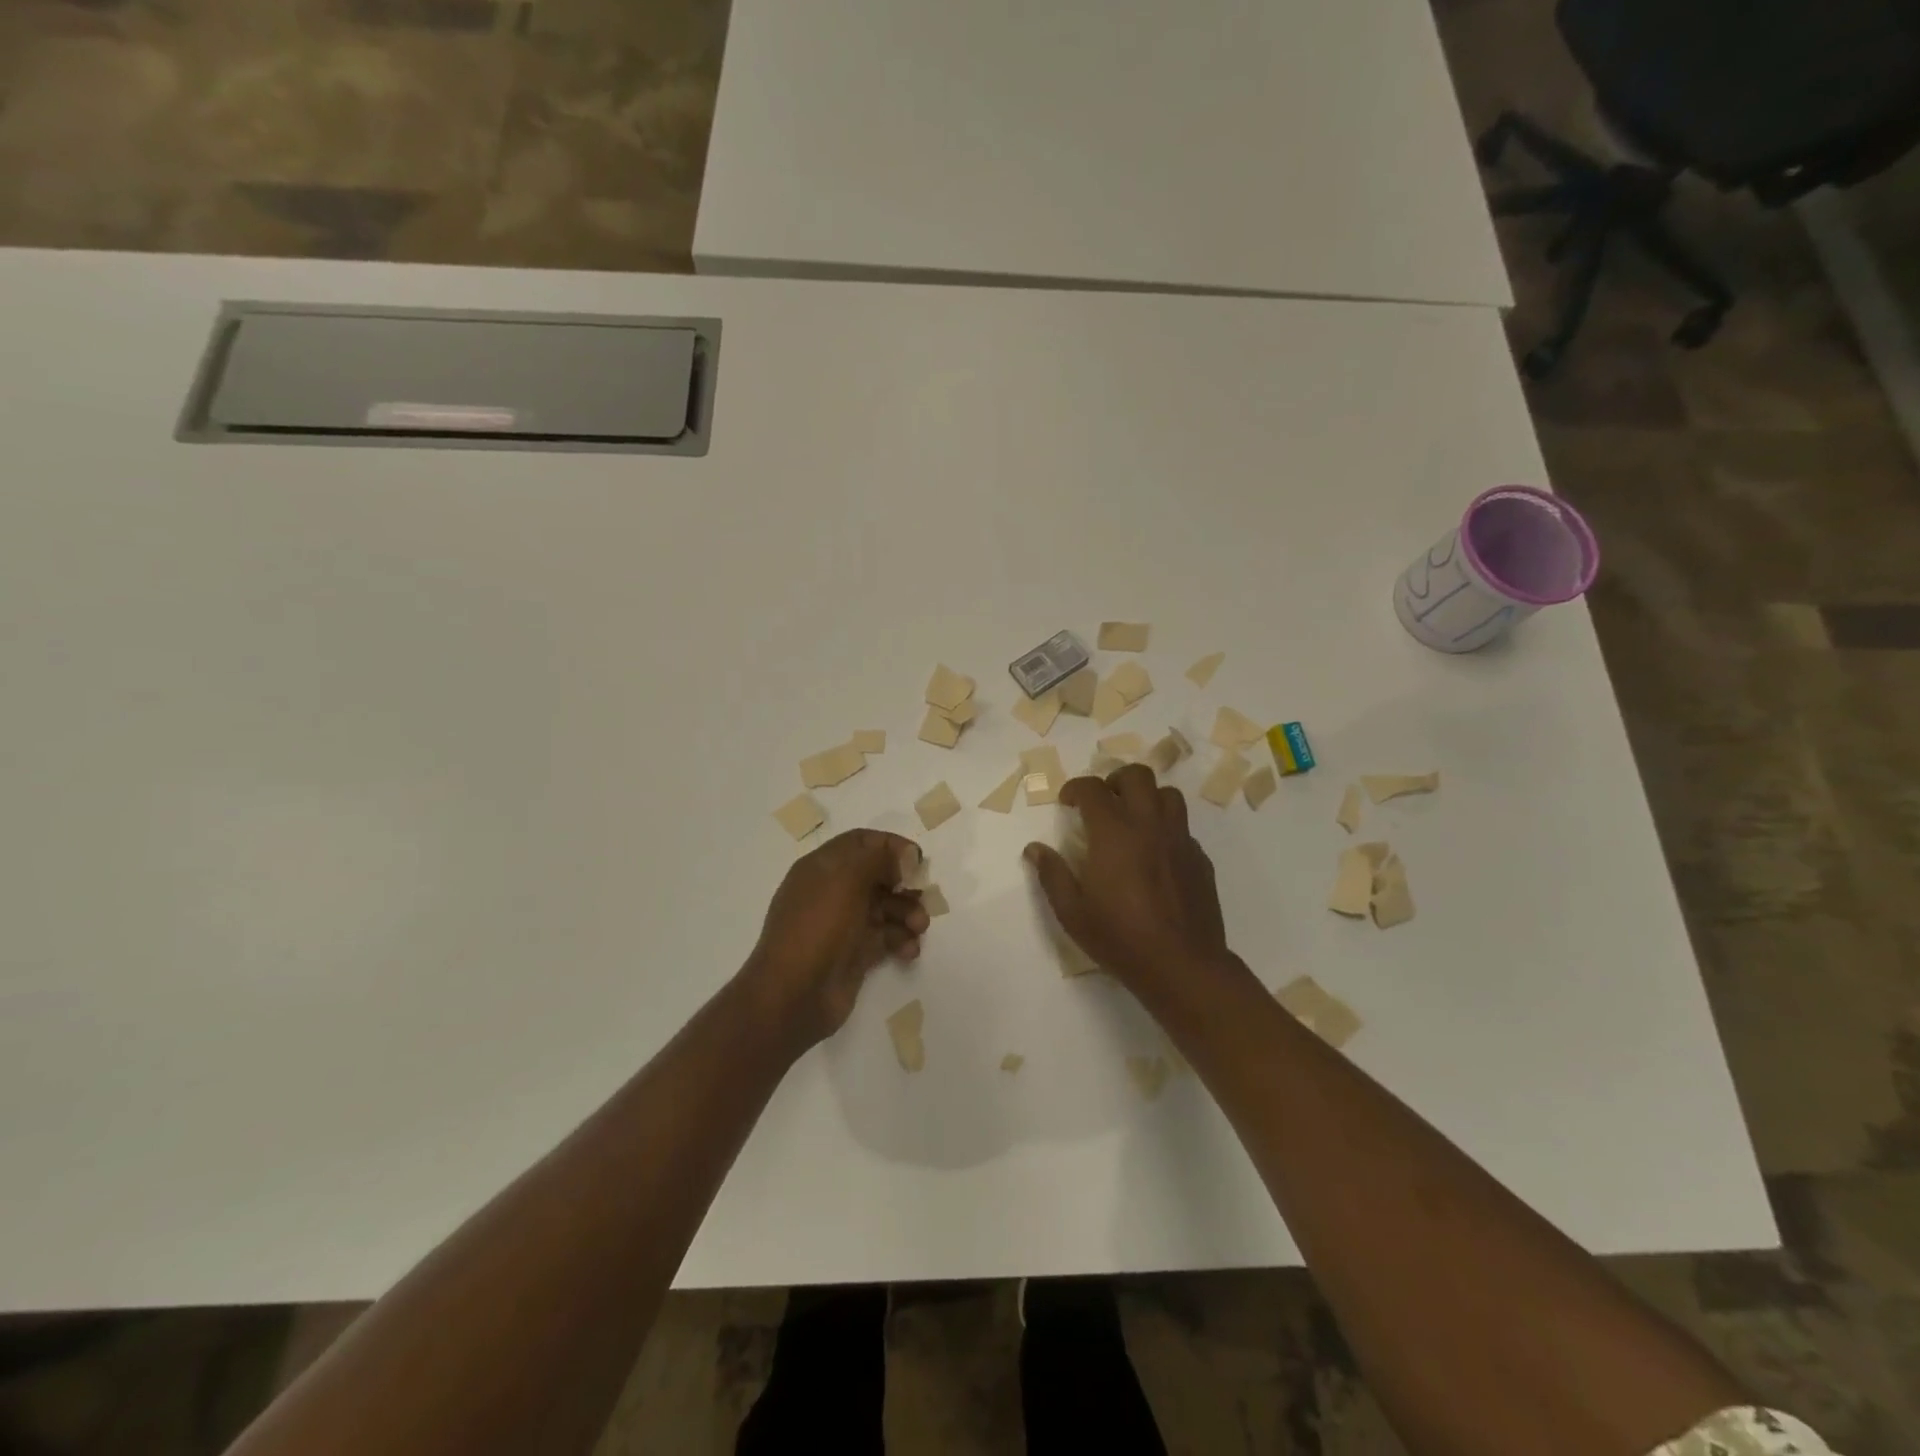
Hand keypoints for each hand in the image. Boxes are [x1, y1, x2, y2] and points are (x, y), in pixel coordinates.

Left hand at [744, 829, 928, 1048]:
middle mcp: (832, 892)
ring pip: (885, 908)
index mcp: (822, 867)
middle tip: (923, 895)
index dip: (890, 846)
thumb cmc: (818, 927)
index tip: (917, 860)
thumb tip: (906, 855)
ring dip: (907, 913)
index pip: (861, 843)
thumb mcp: (846, 880)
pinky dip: (901, 940)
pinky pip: (885, 938)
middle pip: (877, 876)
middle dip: (904, 884)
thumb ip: (879, 858)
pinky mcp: (854, 954)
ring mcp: (843, 924)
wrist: (792, 995)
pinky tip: (909, 950)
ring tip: (919, 927)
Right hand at [1023, 765, 1232, 992]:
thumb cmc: (1120, 938)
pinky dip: (1166, 829)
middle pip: (1137, 776)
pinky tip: (1155, 855)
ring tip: (1132, 820)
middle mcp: (1149, 825)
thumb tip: (1034, 849)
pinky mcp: (1200, 858)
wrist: (1182, 966)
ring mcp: (1180, 839)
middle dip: (1115, 780)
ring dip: (1146, 798)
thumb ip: (1052, 875)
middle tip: (1102, 803)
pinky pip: (1183, 827)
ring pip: (1168, 795)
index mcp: (1114, 832)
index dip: (1076, 788)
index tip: (1067, 803)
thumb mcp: (1072, 912)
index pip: (1093, 788)